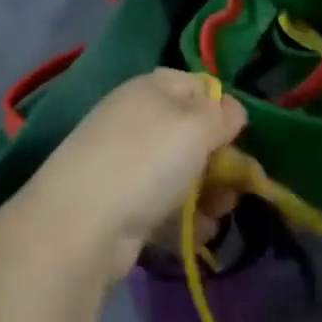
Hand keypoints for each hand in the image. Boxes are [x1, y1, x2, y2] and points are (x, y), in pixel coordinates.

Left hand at [20, 70, 246, 277]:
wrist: (82, 223)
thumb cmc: (147, 159)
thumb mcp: (196, 127)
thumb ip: (221, 115)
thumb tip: (233, 108)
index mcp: (152, 89)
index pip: (196, 86)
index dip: (221, 108)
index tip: (239, 136)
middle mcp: (137, 119)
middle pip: (190, 133)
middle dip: (218, 161)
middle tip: (237, 187)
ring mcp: (126, 163)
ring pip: (179, 173)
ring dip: (206, 194)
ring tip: (220, 215)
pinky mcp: (120, 204)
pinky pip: (162, 206)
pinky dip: (183, 220)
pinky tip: (199, 236)